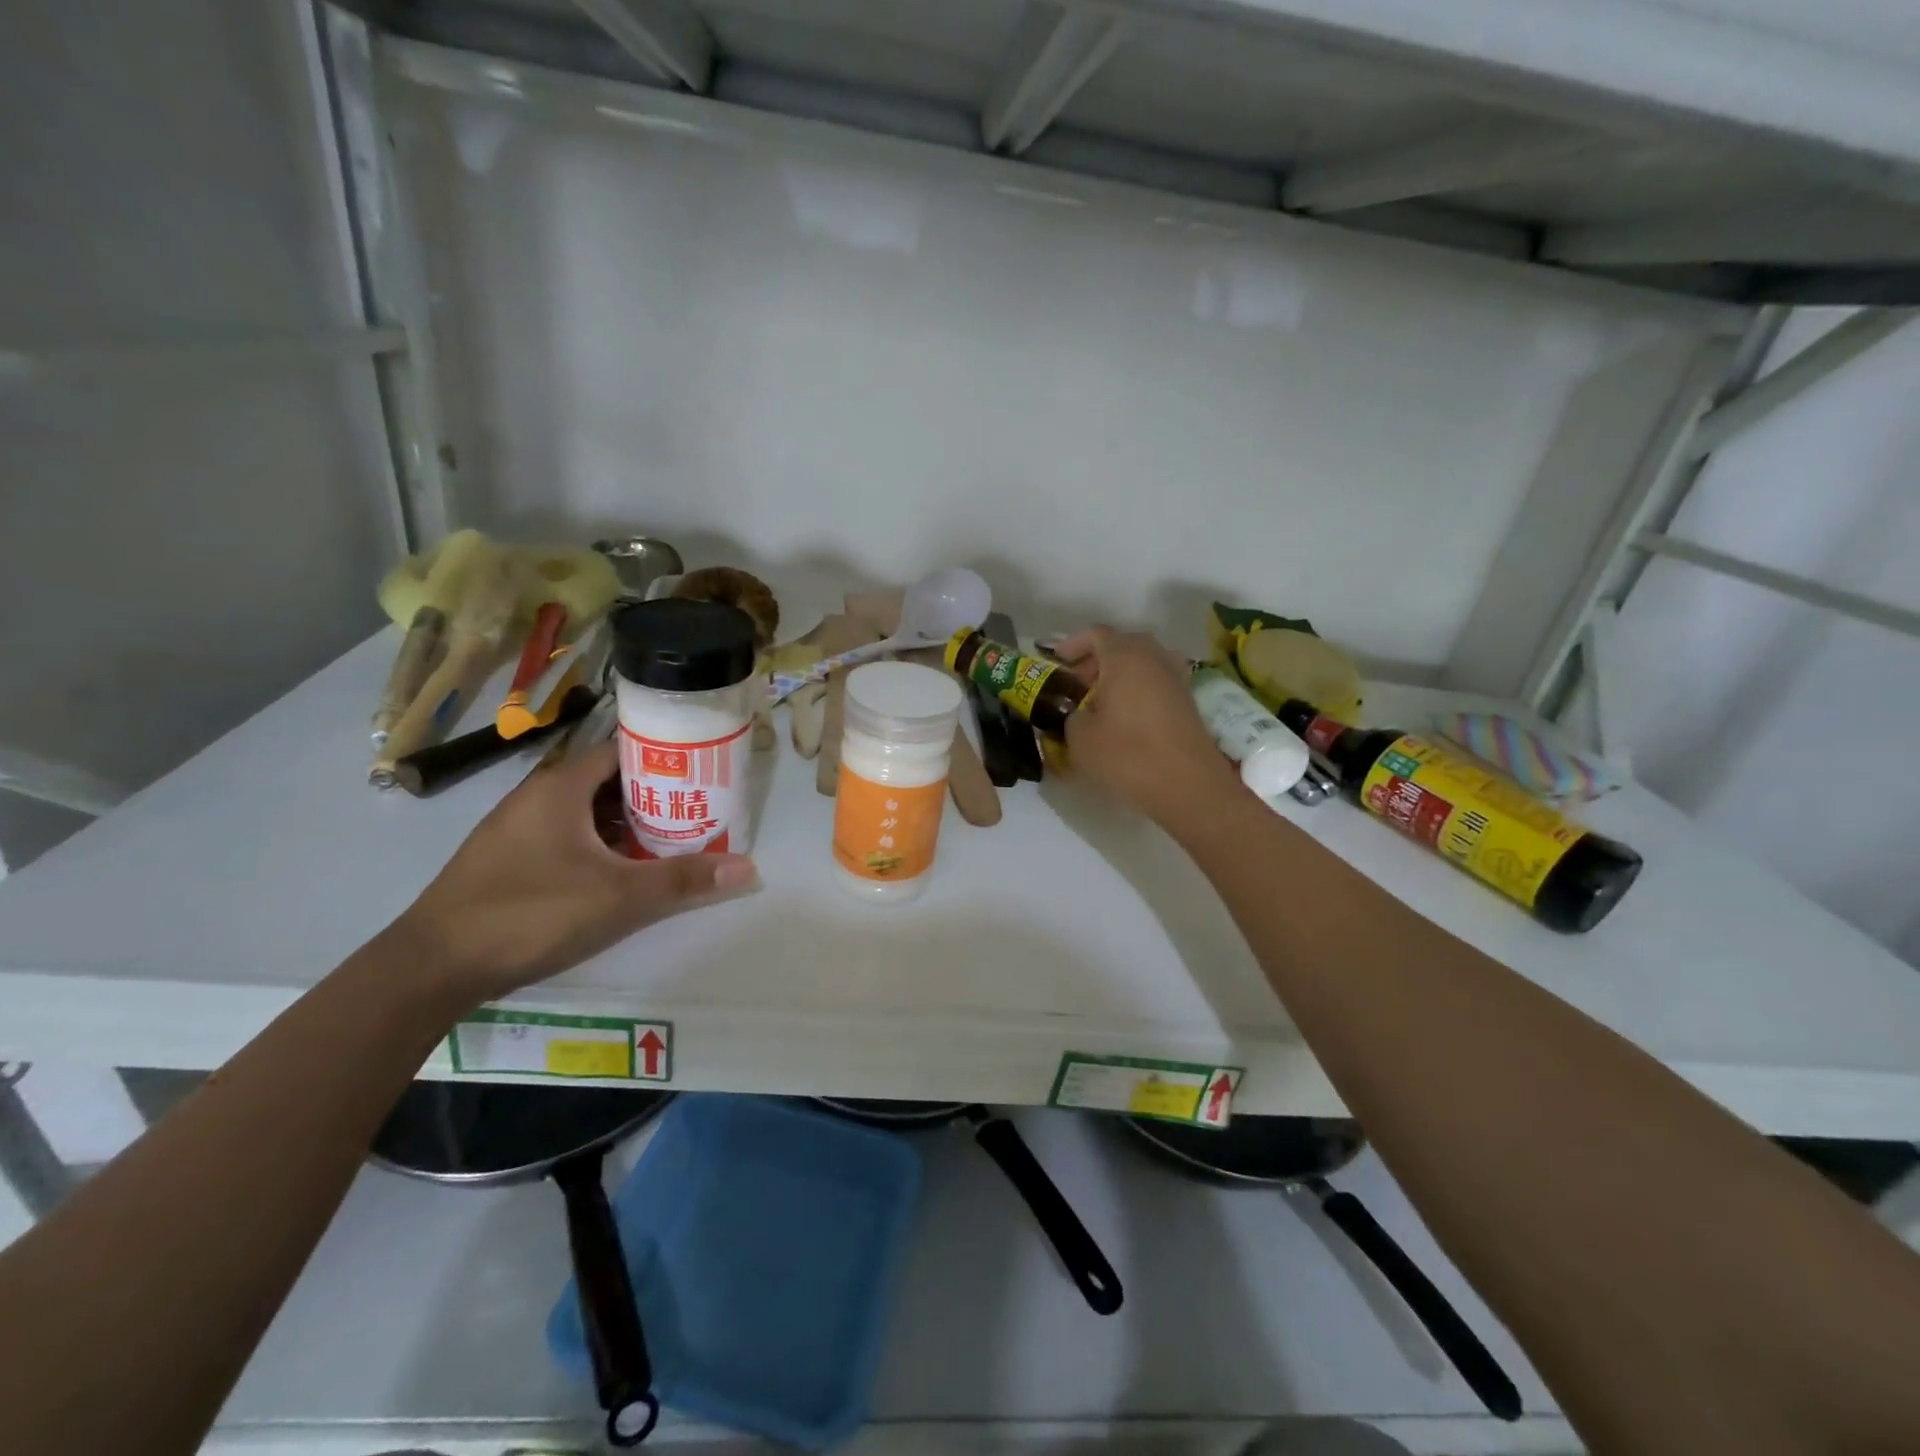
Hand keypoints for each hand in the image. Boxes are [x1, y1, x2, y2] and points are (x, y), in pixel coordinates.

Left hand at [387, 741, 755, 1005]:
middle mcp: (537, 796)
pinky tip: (619, 871)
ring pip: (585, 811)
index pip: (622, 750)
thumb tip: (749, 868)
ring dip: (625, 823)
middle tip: (696, 810)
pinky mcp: (507, 859)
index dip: (664, 758)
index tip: (702, 772)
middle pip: (607, 781)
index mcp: (561, 787)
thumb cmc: (531, 913)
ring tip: (669, 839)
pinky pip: (565, 835)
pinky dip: (597, 843)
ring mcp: (517, 828)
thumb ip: (684, 879)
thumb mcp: (619, 897)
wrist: (431, 967)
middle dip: (652, 795)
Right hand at [1056, 625, 1243, 828]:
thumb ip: (1070, 715)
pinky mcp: (1187, 699)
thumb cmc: (1128, 755)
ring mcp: (1175, 676)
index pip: (1095, 634)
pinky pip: (1155, 681)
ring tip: (1099, 701)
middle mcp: (1153, 656)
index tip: (1056, 663)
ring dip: (1118, 674)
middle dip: (1095, 660)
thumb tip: (1076, 713)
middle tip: (1075, 685)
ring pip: (1141, 662)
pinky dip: (1137, 688)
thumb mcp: (1080, 737)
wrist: (1188, 785)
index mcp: (1124, 656)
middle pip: (1121, 644)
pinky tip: (1124, 716)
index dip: (1072, 645)